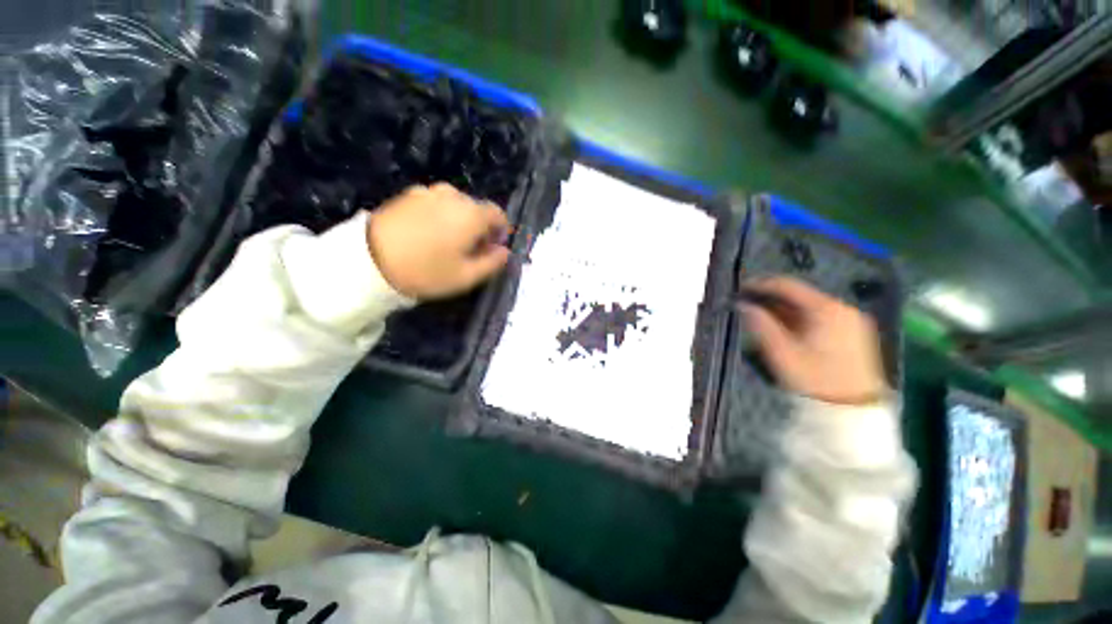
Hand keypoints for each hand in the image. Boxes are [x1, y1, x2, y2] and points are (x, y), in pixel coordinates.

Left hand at [366, 183, 510, 299]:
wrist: (369, 260)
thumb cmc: (427, 271)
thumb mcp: (467, 276)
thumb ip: (493, 263)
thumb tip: (505, 252)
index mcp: (471, 214)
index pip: (498, 214)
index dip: (500, 231)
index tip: (493, 248)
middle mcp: (453, 196)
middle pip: (476, 209)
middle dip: (479, 227)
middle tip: (470, 250)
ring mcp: (428, 192)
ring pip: (455, 205)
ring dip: (459, 221)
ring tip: (447, 243)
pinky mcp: (408, 195)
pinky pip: (434, 203)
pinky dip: (439, 215)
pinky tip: (427, 235)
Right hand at [742, 277, 885, 404]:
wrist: (853, 410)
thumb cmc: (815, 379)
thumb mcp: (781, 353)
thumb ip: (760, 325)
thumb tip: (742, 305)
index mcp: (826, 309)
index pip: (788, 286)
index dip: (761, 285)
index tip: (740, 289)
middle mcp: (842, 308)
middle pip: (800, 295)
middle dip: (772, 299)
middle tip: (749, 307)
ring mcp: (852, 320)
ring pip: (810, 307)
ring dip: (785, 310)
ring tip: (763, 319)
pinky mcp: (855, 333)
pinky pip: (821, 317)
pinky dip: (800, 319)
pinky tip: (787, 330)